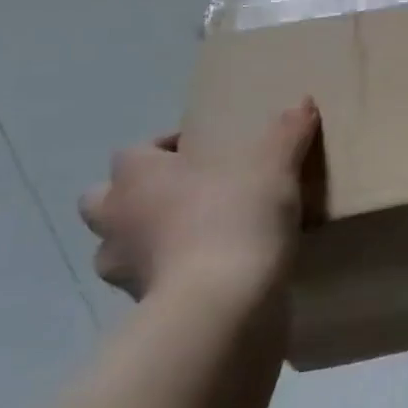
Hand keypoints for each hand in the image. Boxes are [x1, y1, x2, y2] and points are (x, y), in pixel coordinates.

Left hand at [78, 98, 320, 301]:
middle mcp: (116, 218)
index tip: (204, 154)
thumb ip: (288, 132)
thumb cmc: (236, 215)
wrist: (222, 300)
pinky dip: (169, 276)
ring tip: (194, 238)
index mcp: (138, 175)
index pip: (135, 152)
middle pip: (103, 199)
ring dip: (145, 240)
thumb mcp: (275, 164)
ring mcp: (122, 268)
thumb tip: (303, 102)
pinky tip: (208, 272)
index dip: (165, 150)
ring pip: (118, 246)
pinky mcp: (140, 306)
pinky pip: (149, 283)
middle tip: (184, 195)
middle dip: (134, 196)